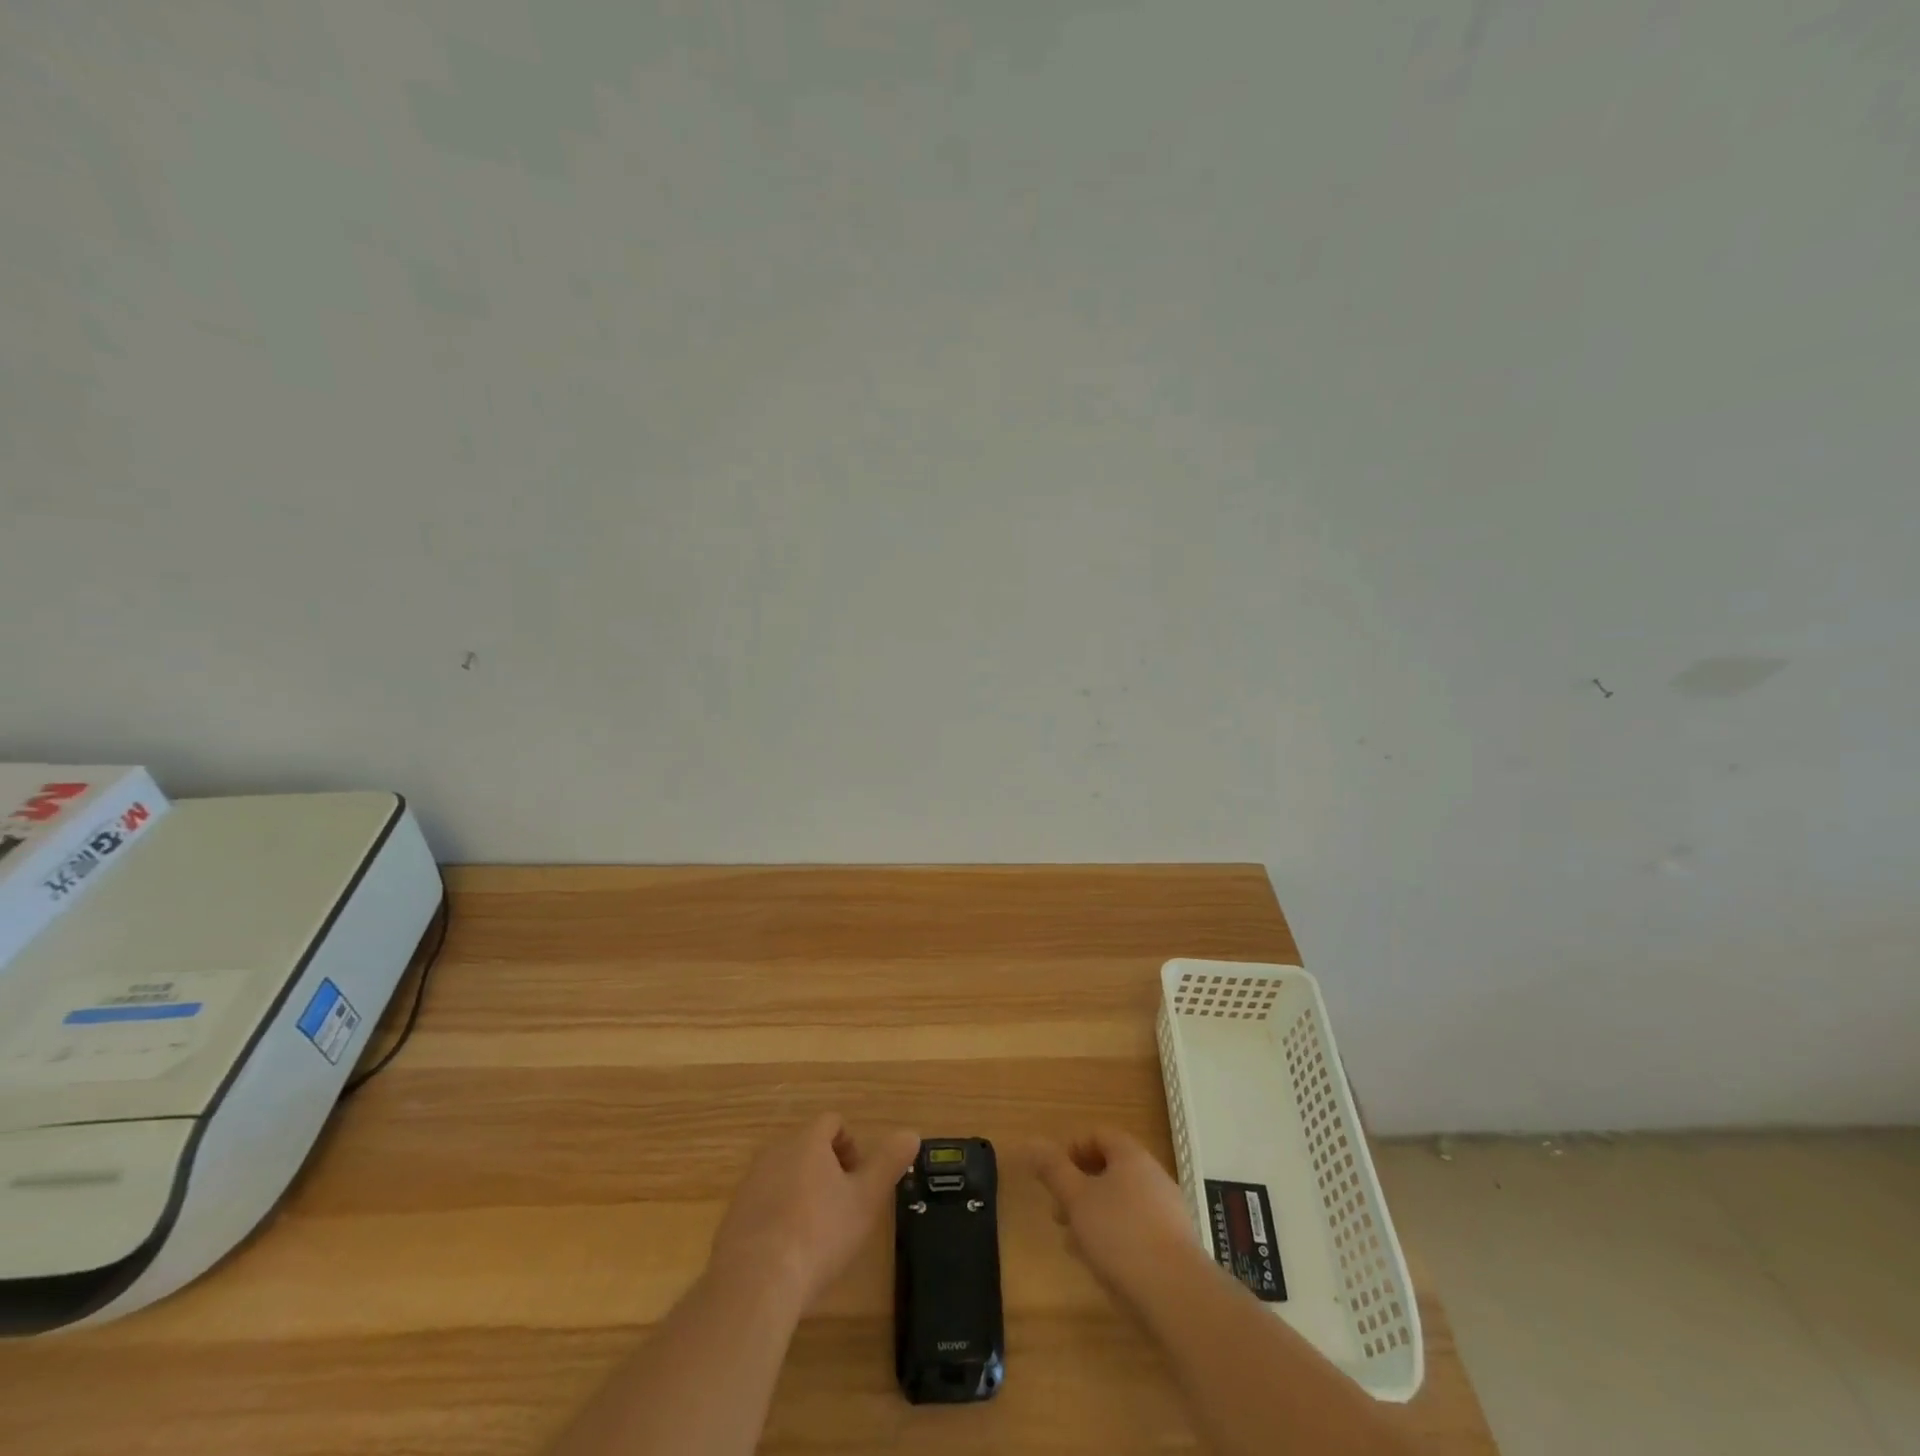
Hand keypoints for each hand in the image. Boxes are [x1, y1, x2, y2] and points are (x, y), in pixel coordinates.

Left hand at [711, 1114, 919, 1313]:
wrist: (754, 1283)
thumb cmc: (819, 1234)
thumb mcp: (866, 1200)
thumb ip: (889, 1163)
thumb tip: (912, 1134)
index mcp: (807, 1141)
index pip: (832, 1122)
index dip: (851, 1144)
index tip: (858, 1178)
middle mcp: (775, 1152)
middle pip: (806, 1146)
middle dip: (827, 1169)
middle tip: (843, 1206)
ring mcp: (749, 1184)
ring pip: (783, 1174)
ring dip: (802, 1192)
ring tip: (816, 1232)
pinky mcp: (732, 1216)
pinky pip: (763, 1204)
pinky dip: (778, 1216)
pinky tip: (788, 1252)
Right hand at [1029, 1128, 1203, 1302]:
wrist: (1178, 1297)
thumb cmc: (1121, 1235)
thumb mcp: (1077, 1199)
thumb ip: (1053, 1169)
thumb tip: (1030, 1143)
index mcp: (1131, 1156)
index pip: (1099, 1135)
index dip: (1072, 1149)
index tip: (1053, 1176)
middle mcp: (1153, 1176)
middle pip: (1110, 1170)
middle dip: (1079, 1188)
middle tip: (1058, 1212)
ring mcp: (1167, 1212)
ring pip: (1121, 1203)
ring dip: (1094, 1216)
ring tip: (1074, 1244)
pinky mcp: (1173, 1247)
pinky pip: (1136, 1230)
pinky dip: (1114, 1239)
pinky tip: (1101, 1266)